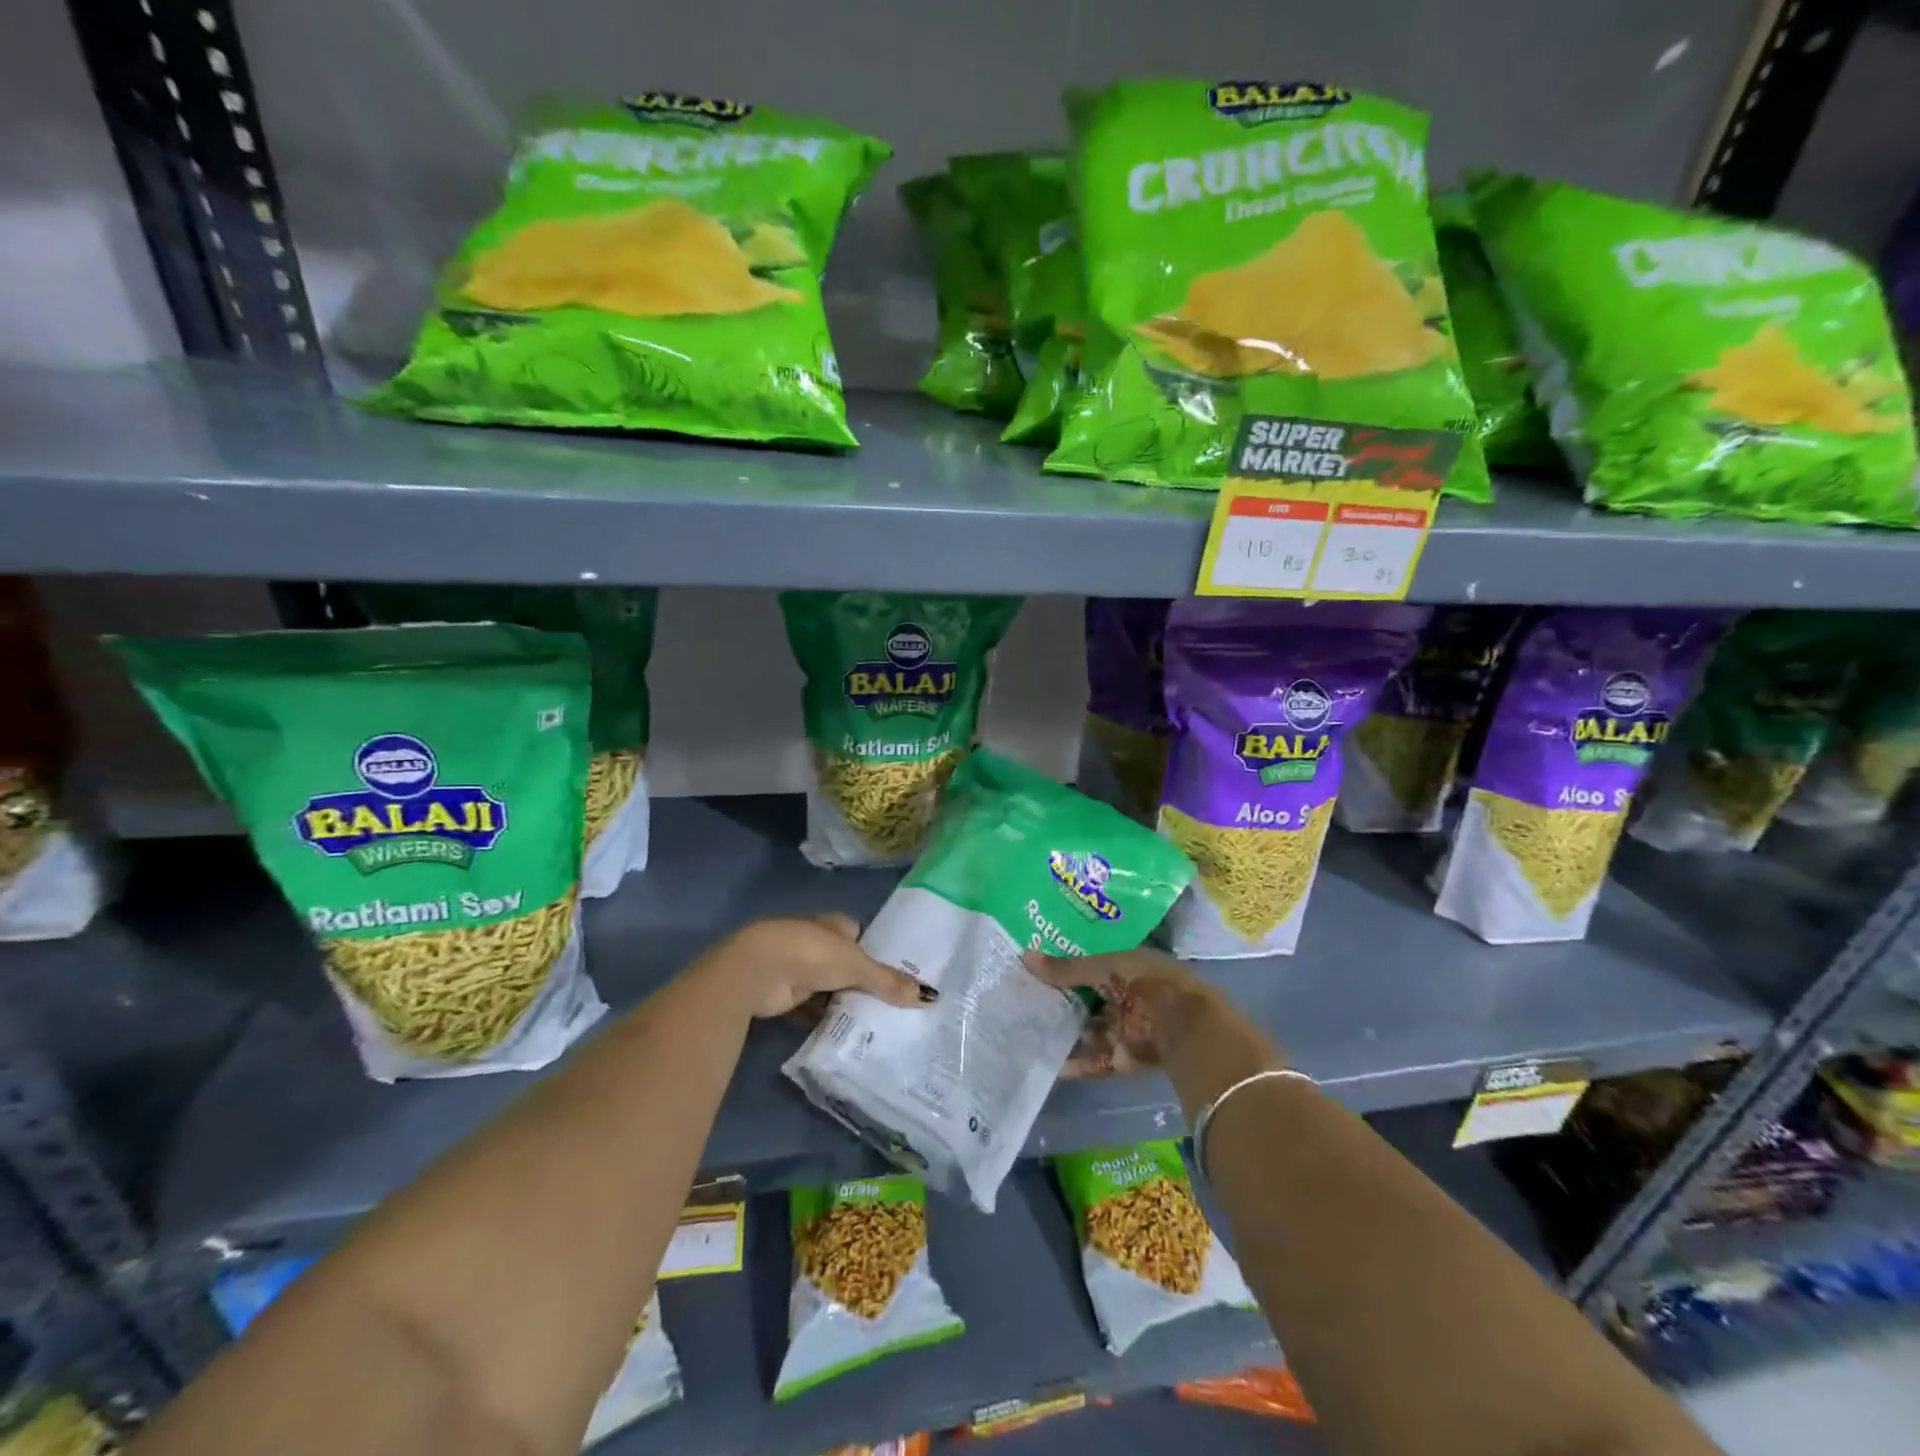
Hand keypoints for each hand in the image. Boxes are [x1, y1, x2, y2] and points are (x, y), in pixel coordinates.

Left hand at [704, 914, 935, 1019]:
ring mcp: (797, 968)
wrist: (757, 970)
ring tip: (870, 1024)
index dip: (871, 950)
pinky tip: (842, 1035)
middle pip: (843, 963)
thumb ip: (889, 982)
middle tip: (887, 1004)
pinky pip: (811, 1008)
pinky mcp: (784, 994)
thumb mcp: (856, 967)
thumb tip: (930, 996)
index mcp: (832, 924)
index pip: (856, 933)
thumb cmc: (810, 954)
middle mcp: (814, 942)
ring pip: (827, 986)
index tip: (891, 974)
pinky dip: (823, 1019)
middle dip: (858, 981)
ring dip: (840, 1001)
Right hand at [1023, 946, 1216, 1077]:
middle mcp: (1125, 996)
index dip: (1063, 966)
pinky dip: (1074, 1064)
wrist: (1184, 1027)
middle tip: (1020, 999)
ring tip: (1025, 1031)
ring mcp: (1124, 1028)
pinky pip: (1094, 1060)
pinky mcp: (1123, 1058)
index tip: (1032, 968)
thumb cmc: (1145, 983)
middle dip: (1059, 1001)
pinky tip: (1047, 1064)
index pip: (1089, 965)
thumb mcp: (1103, 968)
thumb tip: (1025, 957)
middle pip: (1086, 999)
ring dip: (1063, 1032)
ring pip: (1087, 1030)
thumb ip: (1065, 969)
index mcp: (1126, 967)